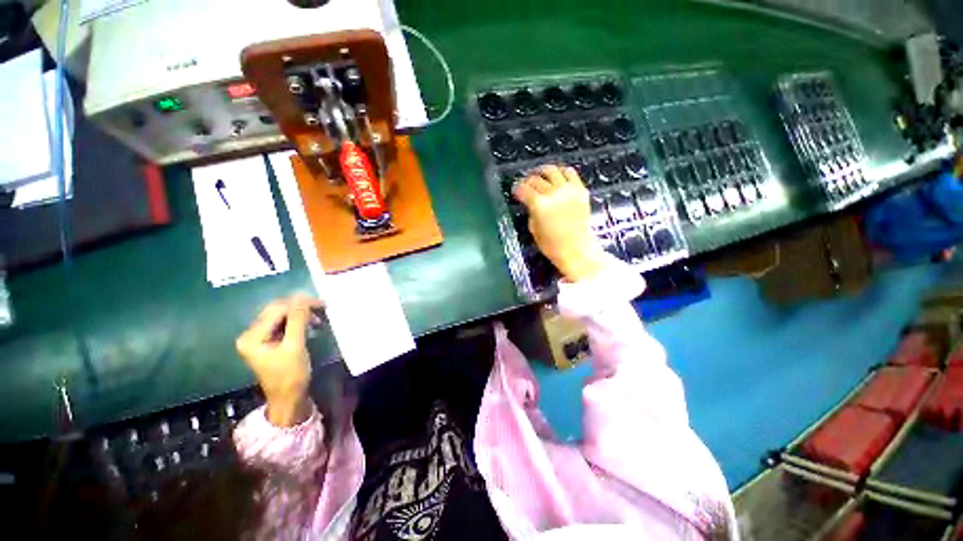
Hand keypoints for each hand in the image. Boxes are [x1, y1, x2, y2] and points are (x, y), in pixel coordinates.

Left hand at [236, 294, 321, 426]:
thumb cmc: (290, 375)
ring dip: (300, 314)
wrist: (289, 398)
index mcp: (252, 337)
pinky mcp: (269, 341)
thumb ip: (297, 320)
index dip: (299, 304)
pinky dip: (297, 321)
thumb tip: (303, 297)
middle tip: (322, 307)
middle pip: (276, 311)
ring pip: (281, 316)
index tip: (322, 303)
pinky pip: (283, 324)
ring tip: (318, 318)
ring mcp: (259, 338)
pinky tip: (309, 324)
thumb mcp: (295, 346)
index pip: (276, 310)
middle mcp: (251, 334)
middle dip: (299, 307)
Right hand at [514, 165, 606, 281]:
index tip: (515, 191)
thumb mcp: (534, 229)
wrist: (577, 249)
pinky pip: (570, 173)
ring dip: (543, 171)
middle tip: (525, 185)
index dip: (517, 189)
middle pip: (536, 179)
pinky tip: (556, 176)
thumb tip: (530, 203)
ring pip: (552, 170)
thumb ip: (531, 212)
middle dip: (527, 181)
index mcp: (539, 205)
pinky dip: (561, 172)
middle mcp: (553, 193)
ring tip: (539, 175)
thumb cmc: (552, 245)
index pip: (524, 190)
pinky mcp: (581, 190)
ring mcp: (568, 190)